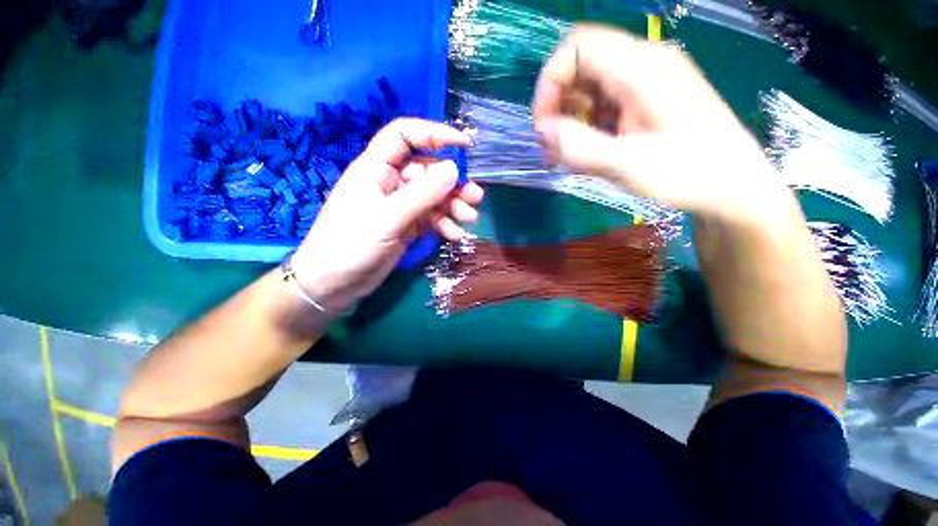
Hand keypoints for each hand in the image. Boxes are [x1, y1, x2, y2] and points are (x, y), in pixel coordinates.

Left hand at [291, 119, 484, 312]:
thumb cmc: (351, 245)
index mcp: (376, 169)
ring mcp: (400, 206)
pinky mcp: (406, 225)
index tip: (465, 146)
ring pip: (433, 197)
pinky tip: (454, 235)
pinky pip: (431, 218)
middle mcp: (390, 183)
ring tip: (469, 218)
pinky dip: (444, 224)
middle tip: (476, 197)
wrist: (334, 285)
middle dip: (453, 183)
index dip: (434, 134)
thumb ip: (422, 194)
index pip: (405, 136)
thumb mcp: (388, 218)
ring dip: (453, 206)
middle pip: (427, 171)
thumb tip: (454, 169)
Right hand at [531, 25, 787, 217]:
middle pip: (580, 66)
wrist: (731, 184)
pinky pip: (602, 104)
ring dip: (570, 120)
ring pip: (588, 88)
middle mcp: (642, 64)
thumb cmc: (688, 174)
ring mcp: (644, 82)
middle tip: (553, 147)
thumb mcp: (627, 165)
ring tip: (570, 157)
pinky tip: (590, 153)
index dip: (550, 81)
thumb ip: (580, 147)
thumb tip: (543, 130)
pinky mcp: (644, 100)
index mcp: (642, 68)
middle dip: (557, 106)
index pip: (577, 46)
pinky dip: (587, 127)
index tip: (543, 124)